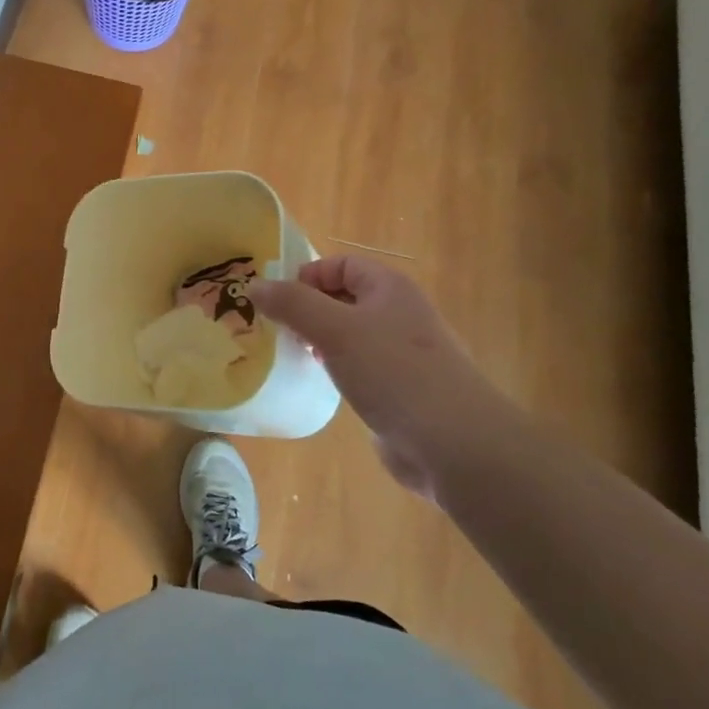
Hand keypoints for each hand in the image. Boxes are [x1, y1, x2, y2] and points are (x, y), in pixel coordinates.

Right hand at [250, 257, 518, 497]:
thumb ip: (292, 304)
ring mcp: (403, 354)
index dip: (307, 276)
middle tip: (277, 330)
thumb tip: (254, 285)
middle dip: (308, 310)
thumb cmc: (393, 373)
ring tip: (293, 356)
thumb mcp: (334, 330)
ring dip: (320, 341)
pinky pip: (360, 367)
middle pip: (344, 297)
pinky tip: (323, 385)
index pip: (341, 264)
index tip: (278, 303)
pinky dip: (337, 369)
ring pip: (350, 334)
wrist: (454, 444)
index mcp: (389, 288)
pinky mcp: (401, 390)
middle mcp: (399, 314)